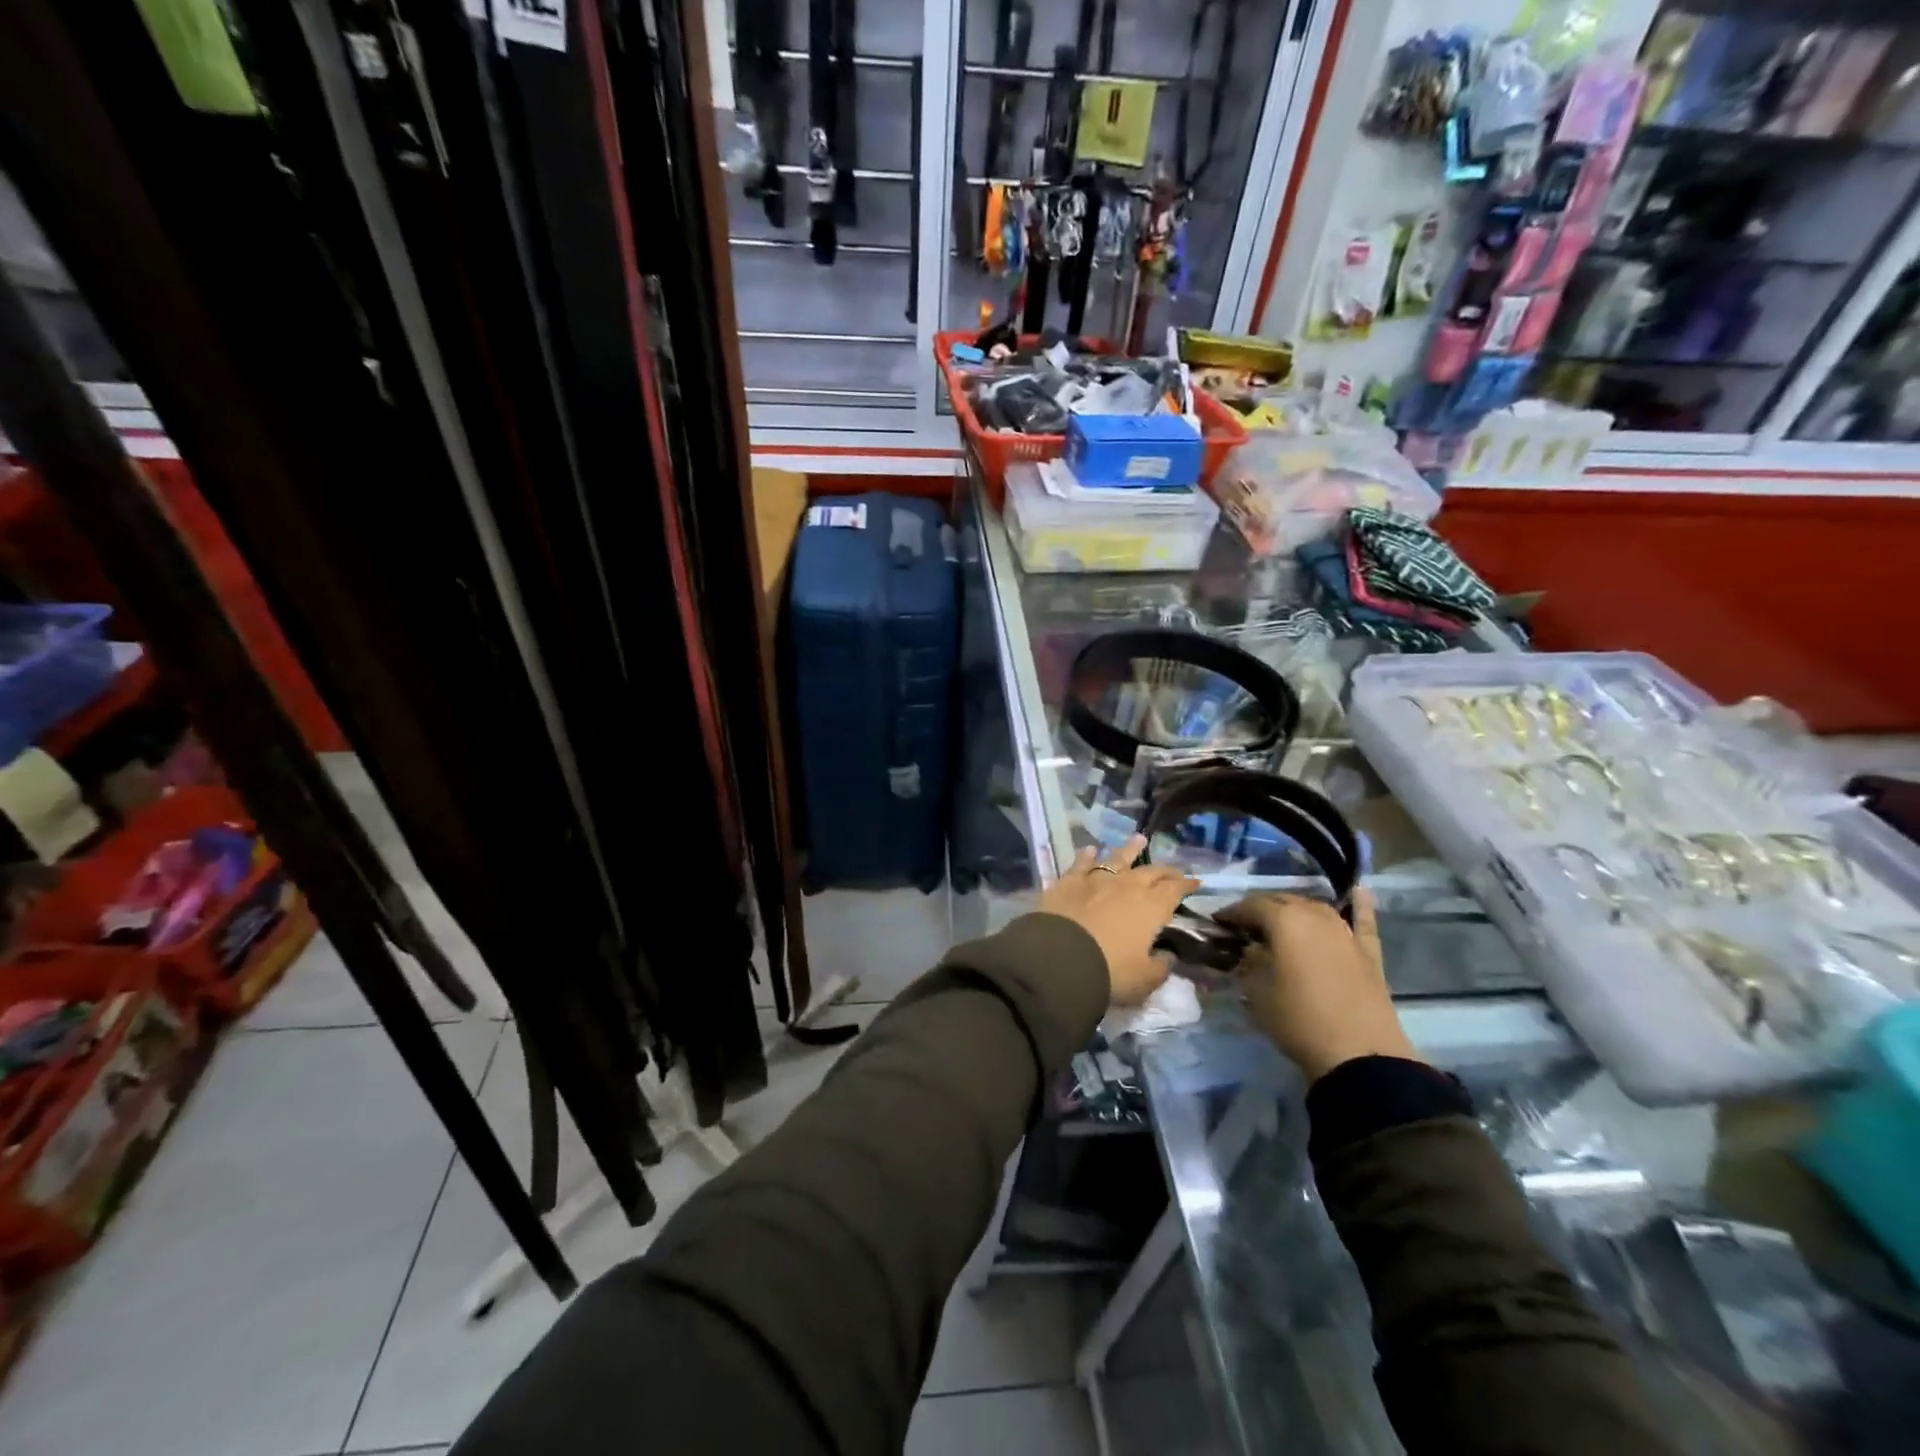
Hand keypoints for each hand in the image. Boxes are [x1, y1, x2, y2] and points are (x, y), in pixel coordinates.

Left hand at [1038, 835, 1199, 1005]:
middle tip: (1174, 870)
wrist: (1059, 958)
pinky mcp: (1068, 881)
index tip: (1195, 882)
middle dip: (1165, 870)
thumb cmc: (1109, 971)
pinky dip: (1087, 856)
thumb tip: (1166, 956)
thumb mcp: (1144, 980)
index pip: (1174, 890)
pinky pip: (1081, 863)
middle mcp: (1127, 886)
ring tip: (1139, 839)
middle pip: (1150, 872)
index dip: (1186, 885)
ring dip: (1130, 849)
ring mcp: (1096, 880)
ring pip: (1117, 858)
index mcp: (1151, 907)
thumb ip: (1160, 967)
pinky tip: (1090, 850)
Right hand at [1218, 890, 1420, 1080]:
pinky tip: (1359, 892)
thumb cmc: (1298, 1019)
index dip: (1231, 913)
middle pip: (1282, 901)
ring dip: (1295, 911)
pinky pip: (1362, 920)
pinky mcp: (1368, 951)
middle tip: (1244, 928)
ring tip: (1281, 923)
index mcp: (1284, 920)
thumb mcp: (1256, 991)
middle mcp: (1315, 915)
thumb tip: (1248, 950)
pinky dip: (1360, 905)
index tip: (1217, 923)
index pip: (1250, 906)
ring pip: (1315, 908)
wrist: (1359, 1053)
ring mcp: (1345, 931)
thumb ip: (1249, 962)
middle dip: (1261, 910)